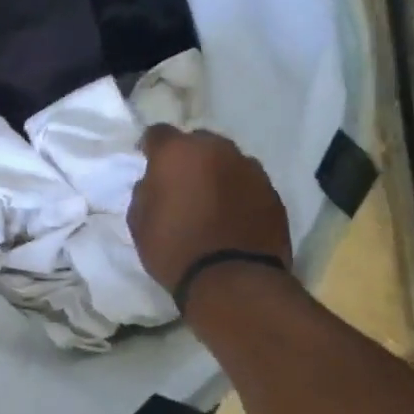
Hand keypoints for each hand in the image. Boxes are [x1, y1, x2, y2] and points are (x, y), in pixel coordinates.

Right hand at [127, 125, 291, 292]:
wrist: (233, 280)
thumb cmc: (175, 249)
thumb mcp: (139, 223)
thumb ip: (145, 192)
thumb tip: (155, 183)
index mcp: (178, 152)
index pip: (158, 133)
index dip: (151, 147)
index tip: (148, 162)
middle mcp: (216, 150)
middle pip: (198, 142)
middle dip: (188, 157)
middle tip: (182, 183)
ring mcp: (249, 169)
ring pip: (227, 160)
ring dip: (216, 172)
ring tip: (211, 200)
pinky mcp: (273, 192)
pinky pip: (248, 183)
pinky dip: (238, 192)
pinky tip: (233, 215)